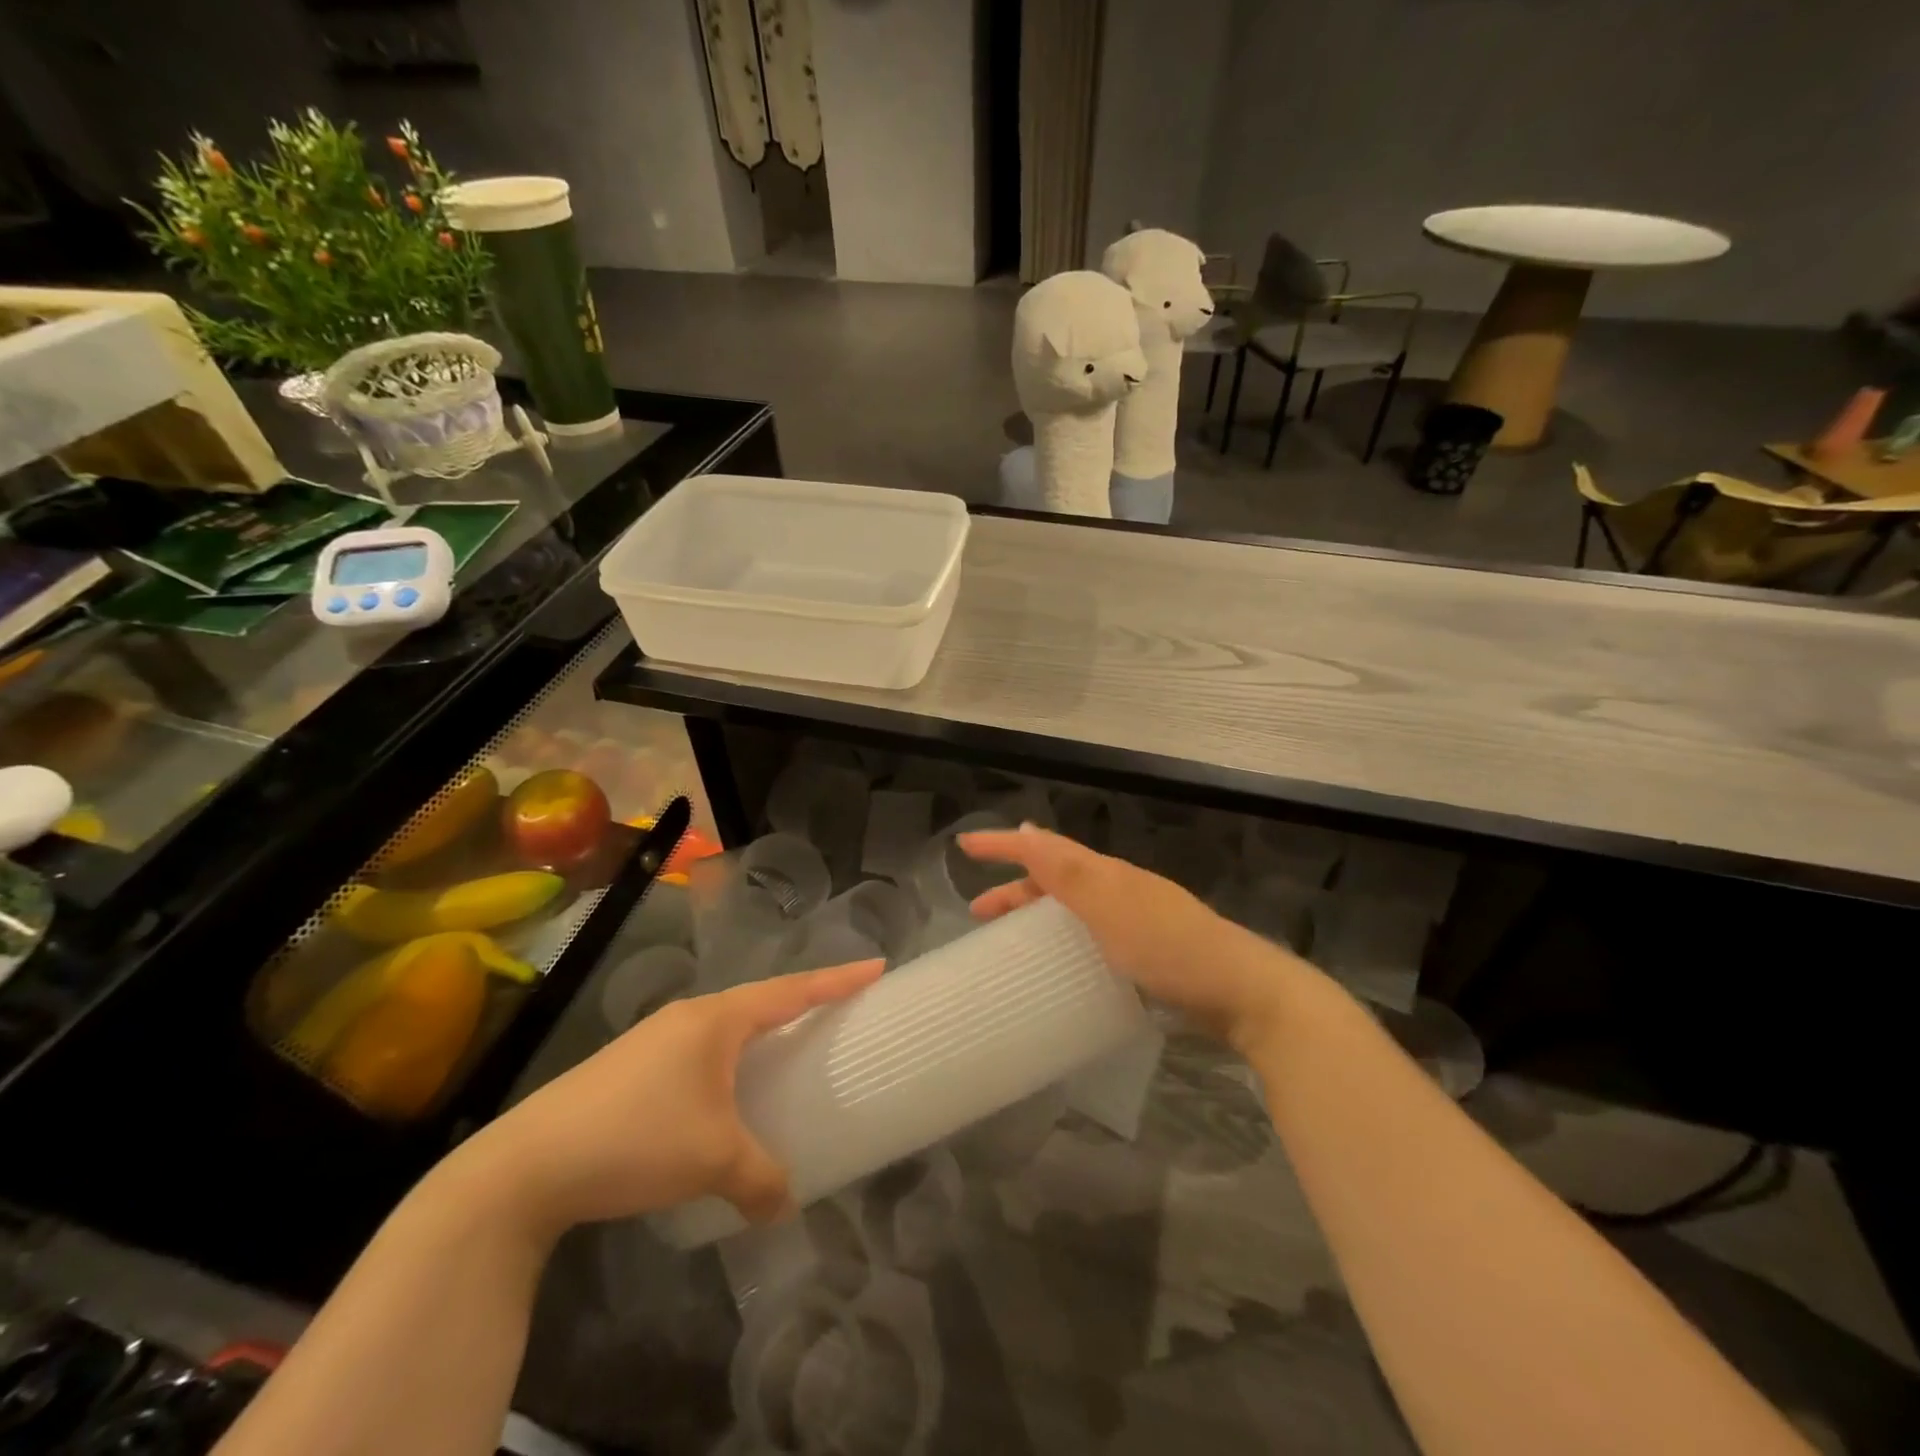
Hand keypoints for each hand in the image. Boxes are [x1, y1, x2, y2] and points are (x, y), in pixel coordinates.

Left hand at [454, 959, 882, 1237]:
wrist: (527, 1165)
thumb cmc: (636, 1139)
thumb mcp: (712, 1160)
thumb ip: (761, 1179)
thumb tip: (786, 1204)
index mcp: (717, 1019)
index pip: (792, 990)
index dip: (837, 980)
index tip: (876, 967)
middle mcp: (689, 1017)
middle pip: (760, 1001)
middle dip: (800, 1004)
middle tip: (837, 1014)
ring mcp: (655, 1039)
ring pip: (725, 1027)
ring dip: (759, 1036)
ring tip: (785, 1055)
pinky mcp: (631, 1066)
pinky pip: (699, 1051)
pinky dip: (727, 1062)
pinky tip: (723, 1096)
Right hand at [960, 825, 1310, 1050]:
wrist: (1238, 992)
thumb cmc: (1167, 947)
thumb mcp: (1110, 906)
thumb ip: (1067, 871)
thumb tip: (1026, 828)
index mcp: (1105, 874)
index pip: (1044, 849)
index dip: (1003, 845)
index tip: (963, 845)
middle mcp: (1116, 890)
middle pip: (1055, 879)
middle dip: (1014, 889)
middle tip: (978, 913)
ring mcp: (1133, 921)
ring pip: (1071, 908)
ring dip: (1036, 915)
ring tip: (1009, 941)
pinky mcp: (1144, 953)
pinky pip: (1088, 936)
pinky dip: (1063, 941)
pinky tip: (1058, 967)